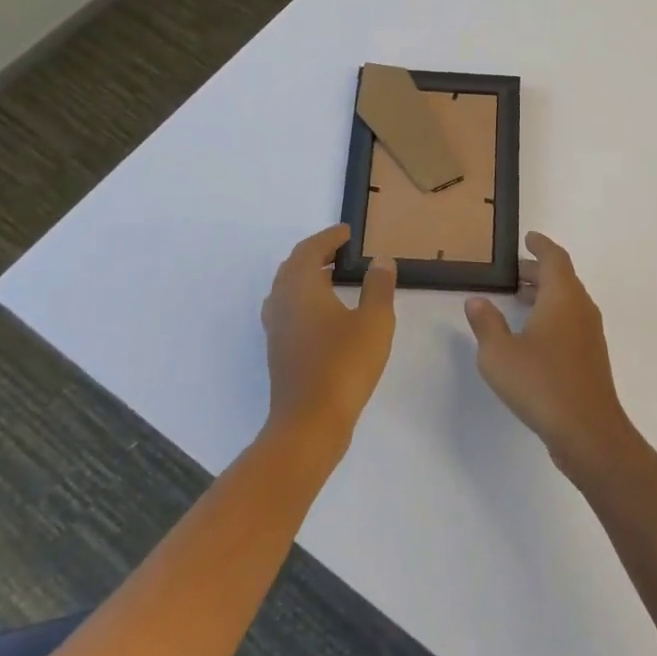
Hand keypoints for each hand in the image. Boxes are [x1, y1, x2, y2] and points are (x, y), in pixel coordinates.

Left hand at [260, 225, 396, 447]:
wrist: (310, 422)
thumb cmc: (344, 365)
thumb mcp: (374, 321)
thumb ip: (378, 286)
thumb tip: (380, 261)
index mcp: (301, 287)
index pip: (310, 250)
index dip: (329, 237)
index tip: (347, 233)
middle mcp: (282, 302)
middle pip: (293, 266)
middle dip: (316, 253)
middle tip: (341, 250)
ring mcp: (276, 328)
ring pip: (286, 288)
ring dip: (307, 275)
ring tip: (333, 276)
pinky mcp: (279, 350)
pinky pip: (287, 309)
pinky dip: (304, 297)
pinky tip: (324, 313)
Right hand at [464, 232, 633, 478]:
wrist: (588, 430)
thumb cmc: (541, 383)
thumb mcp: (499, 354)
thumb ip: (486, 323)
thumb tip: (477, 301)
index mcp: (562, 296)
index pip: (554, 258)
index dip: (540, 246)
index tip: (528, 238)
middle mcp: (581, 308)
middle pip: (562, 278)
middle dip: (538, 271)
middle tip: (513, 273)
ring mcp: (590, 333)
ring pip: (567, 300)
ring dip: (545, 294)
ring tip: (518, 300)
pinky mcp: (591, 356)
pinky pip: (571, 320)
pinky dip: (553, 314)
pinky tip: (533, 334)